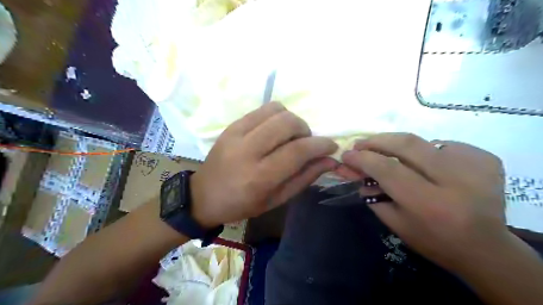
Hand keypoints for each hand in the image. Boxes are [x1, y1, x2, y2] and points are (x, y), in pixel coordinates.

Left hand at [189, 102, 335, 227]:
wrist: (204, 196)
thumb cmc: (242, 204)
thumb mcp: (277, 199)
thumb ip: (304, 178)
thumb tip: (330, 160)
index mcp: (260, 177)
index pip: (298, 151)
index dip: (321, 145)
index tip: (331, 146)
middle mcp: (248, 151)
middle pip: (288, 123)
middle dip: (306, 130)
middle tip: (305, 143)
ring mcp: (236, 134)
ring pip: (276, 110)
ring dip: (291, 120)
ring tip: (289, 136)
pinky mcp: (231, 126)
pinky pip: (262, 110)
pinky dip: (276, 116)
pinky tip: (274, 131)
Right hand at [338, 133, 509, 270]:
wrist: (487, 249)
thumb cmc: (434, 241)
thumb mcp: (396, 224)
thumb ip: (373, 196)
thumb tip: (356, 171)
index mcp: (429, 204)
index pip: (388, 169)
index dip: (363, 158)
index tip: (347, 154)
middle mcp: (455, 181)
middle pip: (407, 145)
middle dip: (378, 140)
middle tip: (361, 143)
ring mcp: (475, 166)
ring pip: (424, 141)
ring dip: (400, 145)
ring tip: (389, 153)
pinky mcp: (486, 159)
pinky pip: (444, 145)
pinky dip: (427, 151)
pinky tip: (425, 164)